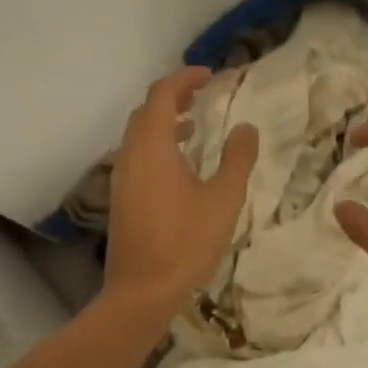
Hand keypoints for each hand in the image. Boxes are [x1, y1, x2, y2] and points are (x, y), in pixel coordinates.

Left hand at [103, 65, 258, 315]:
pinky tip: (180, 168)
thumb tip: (246, 128)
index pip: (162, 95)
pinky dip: (158, 148)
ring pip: (139, 137)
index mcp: (152, 147)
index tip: (209, 75)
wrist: (143, 291)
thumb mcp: (223, 199)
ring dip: (164, 124)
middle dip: (173, 97)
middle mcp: (130, 156)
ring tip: (194, 126)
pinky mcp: (121, 200)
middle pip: (146, 112)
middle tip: (201, 96)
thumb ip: (237, 159)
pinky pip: (138, 158)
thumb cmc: (187, 243)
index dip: (184, 78)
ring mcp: (121, 179)